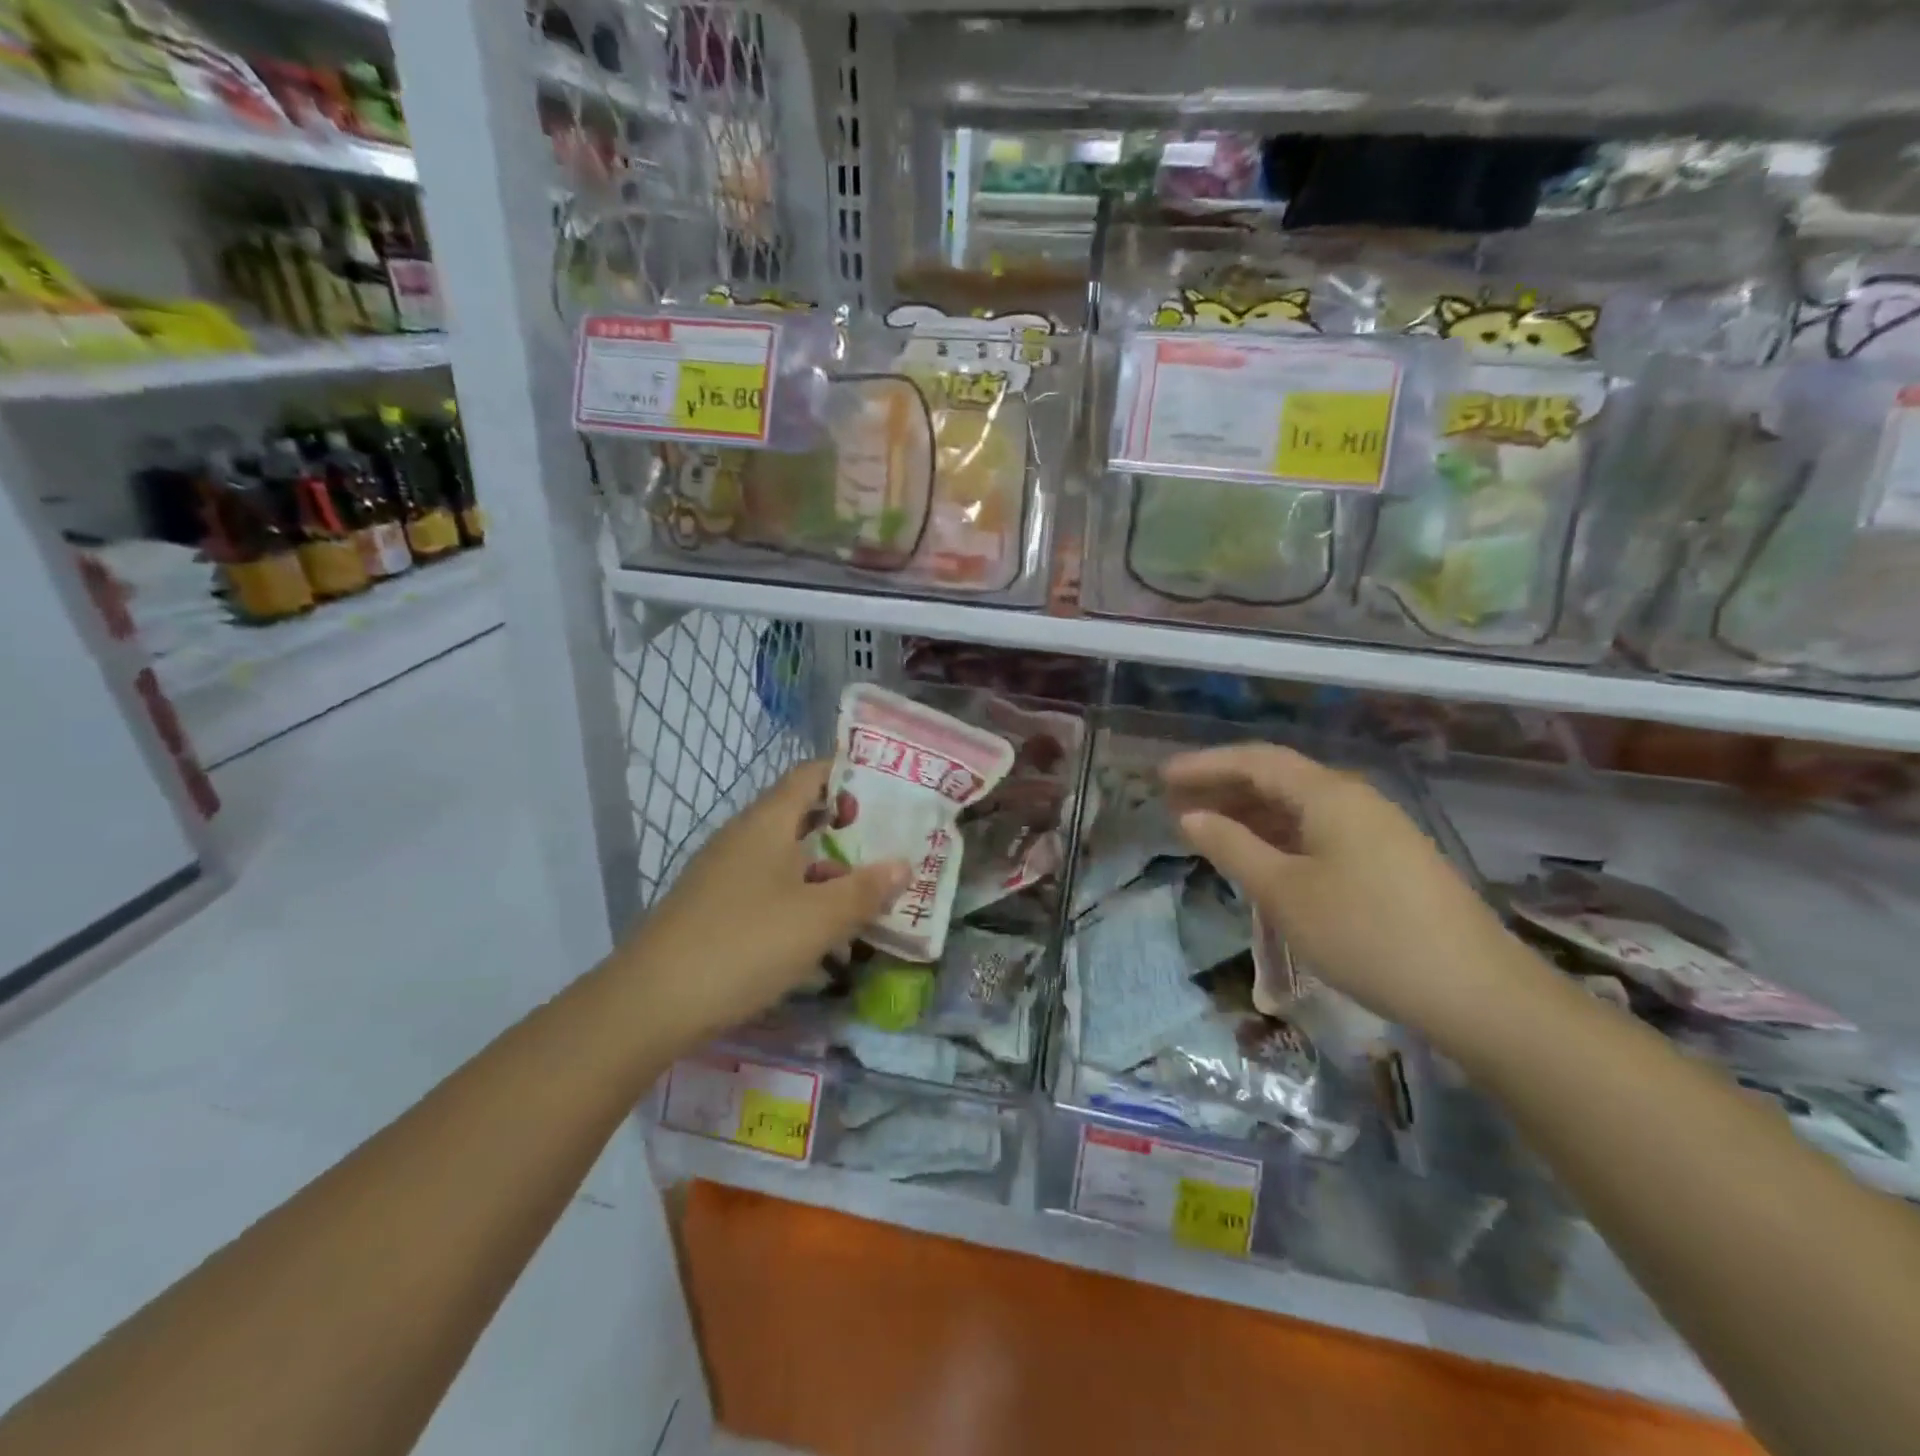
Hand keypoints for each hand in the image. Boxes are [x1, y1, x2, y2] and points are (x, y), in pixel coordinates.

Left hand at [613, 762, 909, 1042]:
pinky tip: (822, 933)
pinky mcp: (714, 908)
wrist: (651, 1004)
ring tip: (868, 895)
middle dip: (848, 831)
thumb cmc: (744, 944)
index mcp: (767, 822)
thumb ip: (864, 889)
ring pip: (787, 858)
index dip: (849, 774)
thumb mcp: (818, 919)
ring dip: (827, 872)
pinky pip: (768, 889)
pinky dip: (801, 899)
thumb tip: (903, 864)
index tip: (890, 788)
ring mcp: (724, 873)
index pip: (811, 775)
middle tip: (892, 846)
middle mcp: (743, 837)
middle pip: (802, 817)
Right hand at [1163, 743, 1515, 1034]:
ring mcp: (1377, 830)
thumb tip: (1190, 816)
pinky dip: (1279, 837)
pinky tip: (1261, 859)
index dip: (1205, 765)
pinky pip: (1319, 832)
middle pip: (1277, 779)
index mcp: (1329, 794)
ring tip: (1207, 830)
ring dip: (1250, 814)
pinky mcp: (1388, 861)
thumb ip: (1232, 847)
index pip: (1255, 761)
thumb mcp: (1284, 892)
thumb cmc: (1366, 934)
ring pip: (1299, 808)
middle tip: (1176, 804)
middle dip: (1223, 788)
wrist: (1477, 993)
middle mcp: (1354, 800)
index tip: (1162, 777)